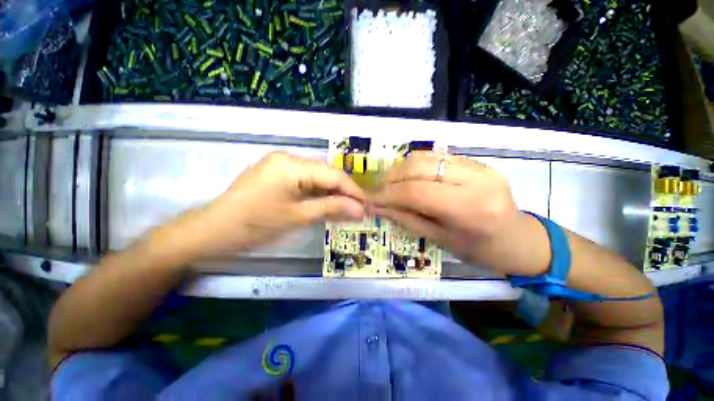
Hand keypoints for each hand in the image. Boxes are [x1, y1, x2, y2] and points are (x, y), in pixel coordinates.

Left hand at [187, 151, 365, 255]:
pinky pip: (305, 182)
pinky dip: (319, 194)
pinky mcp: (277, 175)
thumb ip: (332, 208)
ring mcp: (281, 165)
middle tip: (359, 209)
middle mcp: (288, 158)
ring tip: (347, 209)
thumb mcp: (298, 217)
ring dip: (332, 194)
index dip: (353, 190)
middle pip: (326, 174)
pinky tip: (328, 204)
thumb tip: (361, 210)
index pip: (333, 174)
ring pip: (317, 178)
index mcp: (292, 164)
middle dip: (344, 192)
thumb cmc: (255, 225)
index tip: (368, 205)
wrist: (213, 231)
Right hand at [370, 151, 528, 273]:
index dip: (388, 194)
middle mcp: (476, 180)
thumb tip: (378, 207)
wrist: (519, 239)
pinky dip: (414, 165)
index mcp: (470, 208)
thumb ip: (406, 219)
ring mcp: (478, 166)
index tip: (369, 199)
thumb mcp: (440, 239)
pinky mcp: (476, 161)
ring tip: (388, 183)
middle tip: (377, 190)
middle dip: (391, 177)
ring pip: (426, 156)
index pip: (417, 192)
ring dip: (400, 168)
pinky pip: (436, 157)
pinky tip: (406, 177)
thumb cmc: (480, 250)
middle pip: (419, 167)